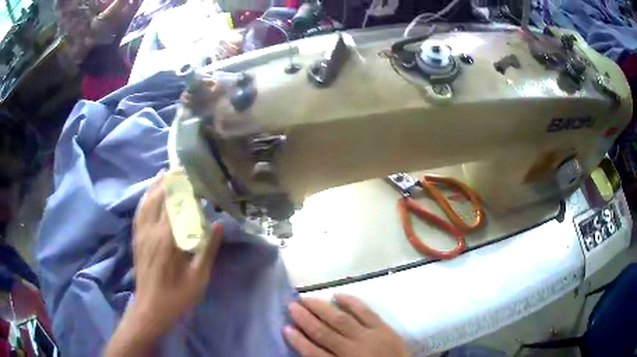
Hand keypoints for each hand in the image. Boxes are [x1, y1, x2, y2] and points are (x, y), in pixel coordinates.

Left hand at [131, 175, 222, 335]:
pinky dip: (145, 197)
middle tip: (182, 168)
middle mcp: (152, 231)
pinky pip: (139, 211)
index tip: (195, 176)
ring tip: (165, 172)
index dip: (185, 189)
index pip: (177, 206)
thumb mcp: (198, 278)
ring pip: (147, 201)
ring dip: (156, 185)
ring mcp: (141, 233)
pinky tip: (150, 192)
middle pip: (160, 198)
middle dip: (170, 181)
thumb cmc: (178, 296)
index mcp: (168, 241)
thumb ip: (208, 250)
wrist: (151, 307)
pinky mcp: (137, 237)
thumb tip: (219, 225)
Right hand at [284, 295, 410, 356]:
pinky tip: (338, 295)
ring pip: (340, 319)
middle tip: (291, 306)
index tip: (285, 328)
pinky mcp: (384, 328)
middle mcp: (353, 349)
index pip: (314, 353)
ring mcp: (370, 337)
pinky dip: (351, 302)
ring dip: (321, 308)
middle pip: (324, 332)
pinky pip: (366, 312)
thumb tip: (309, 348)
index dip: (298, 340)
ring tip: (305, 298)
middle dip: (305, 319)